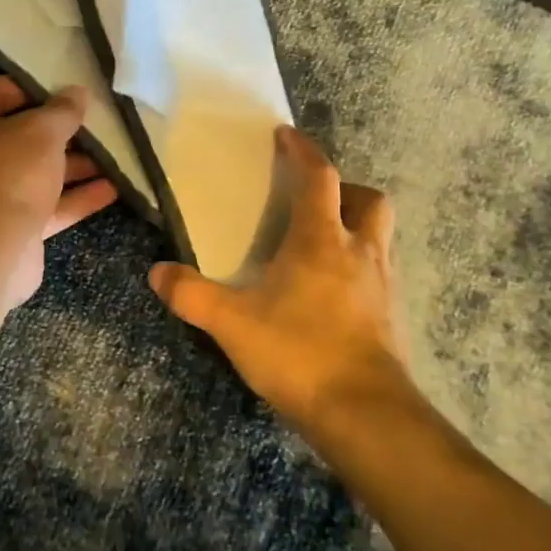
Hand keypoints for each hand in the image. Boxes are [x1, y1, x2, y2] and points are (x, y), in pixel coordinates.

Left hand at [0, 76, 118, 307]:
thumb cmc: (7, 173)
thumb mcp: (41, 131)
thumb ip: (62, 111)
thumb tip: (77, 92)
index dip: (33, 86)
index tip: (68, 87)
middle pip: (22, 134)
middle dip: (61, 130)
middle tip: (99, 121)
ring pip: (38, 172)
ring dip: (75, 165)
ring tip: (114, 154)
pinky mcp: (14, 226)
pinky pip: (50, 205)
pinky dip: (77, 197)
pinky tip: (114, 188)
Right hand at [150, 127, 414, 440]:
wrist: (365, 414)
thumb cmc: (299, 353)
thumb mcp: (232, 324)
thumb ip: (191, 296)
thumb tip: (157, 272)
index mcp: (321, 239)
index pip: (319, 176)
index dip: (303, 150)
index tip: (286, 135)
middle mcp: (360, 251)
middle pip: (368, 198)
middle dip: (344, 189)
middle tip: (314, 201)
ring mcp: (383, 284)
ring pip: (381, 235)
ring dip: (356, 226)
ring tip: (323, 244)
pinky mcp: (393, 315)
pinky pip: (382, 270)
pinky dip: (361, 265)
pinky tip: (335, 291)